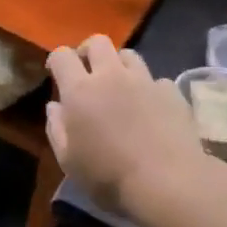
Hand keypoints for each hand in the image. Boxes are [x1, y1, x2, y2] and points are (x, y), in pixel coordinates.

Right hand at [46, 36, 206, 220]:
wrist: (169, 184)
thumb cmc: (109, 177)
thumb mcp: (69, 161)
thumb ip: (56, 128)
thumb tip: (55, 106)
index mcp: (80, 90)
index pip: (62, 55)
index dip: (56, 60)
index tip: (56, 74)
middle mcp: (111, 76)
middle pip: (97, 42)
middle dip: (88, 51)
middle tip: (88, 72)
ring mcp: (145, 81)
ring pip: (128, 55)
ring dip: (119, 65)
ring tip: (120, 86)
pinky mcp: (171, 92)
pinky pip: (156, 80)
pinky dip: (149, 89)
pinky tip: (151, 109)